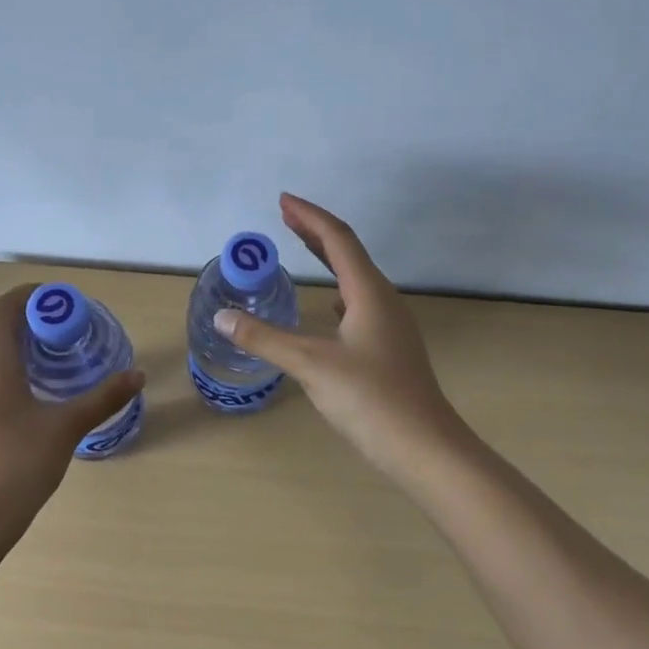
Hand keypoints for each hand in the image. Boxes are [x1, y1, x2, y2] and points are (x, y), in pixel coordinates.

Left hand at [0, 283, 145, 551]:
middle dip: (28, 320)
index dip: (32, 295)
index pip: (5, 307)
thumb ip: (103, 398)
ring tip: (55, 361)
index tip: (63, 301)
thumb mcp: (66, 428)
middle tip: (65, 330)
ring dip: (17, 347)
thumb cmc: (15, 466)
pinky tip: (34, 398)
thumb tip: (137, 375)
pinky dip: (8, 372)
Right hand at [212, 193, 461, 477]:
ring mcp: (391, 324)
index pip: (337, 239)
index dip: (309, 216)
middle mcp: (383, 300)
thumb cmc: (370, 399)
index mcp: (368, 293)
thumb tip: (223, 316)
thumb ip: (265, 339)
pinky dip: (336, 288)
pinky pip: (359, 301)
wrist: (425, 448)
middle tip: (285, 215)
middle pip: (348, 252)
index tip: (283, 200)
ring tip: (302, 249)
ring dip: (327, 257)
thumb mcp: (311, 364)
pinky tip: (329, 305)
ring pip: (355, 277)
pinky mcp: (389, 347)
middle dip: (315, 231)